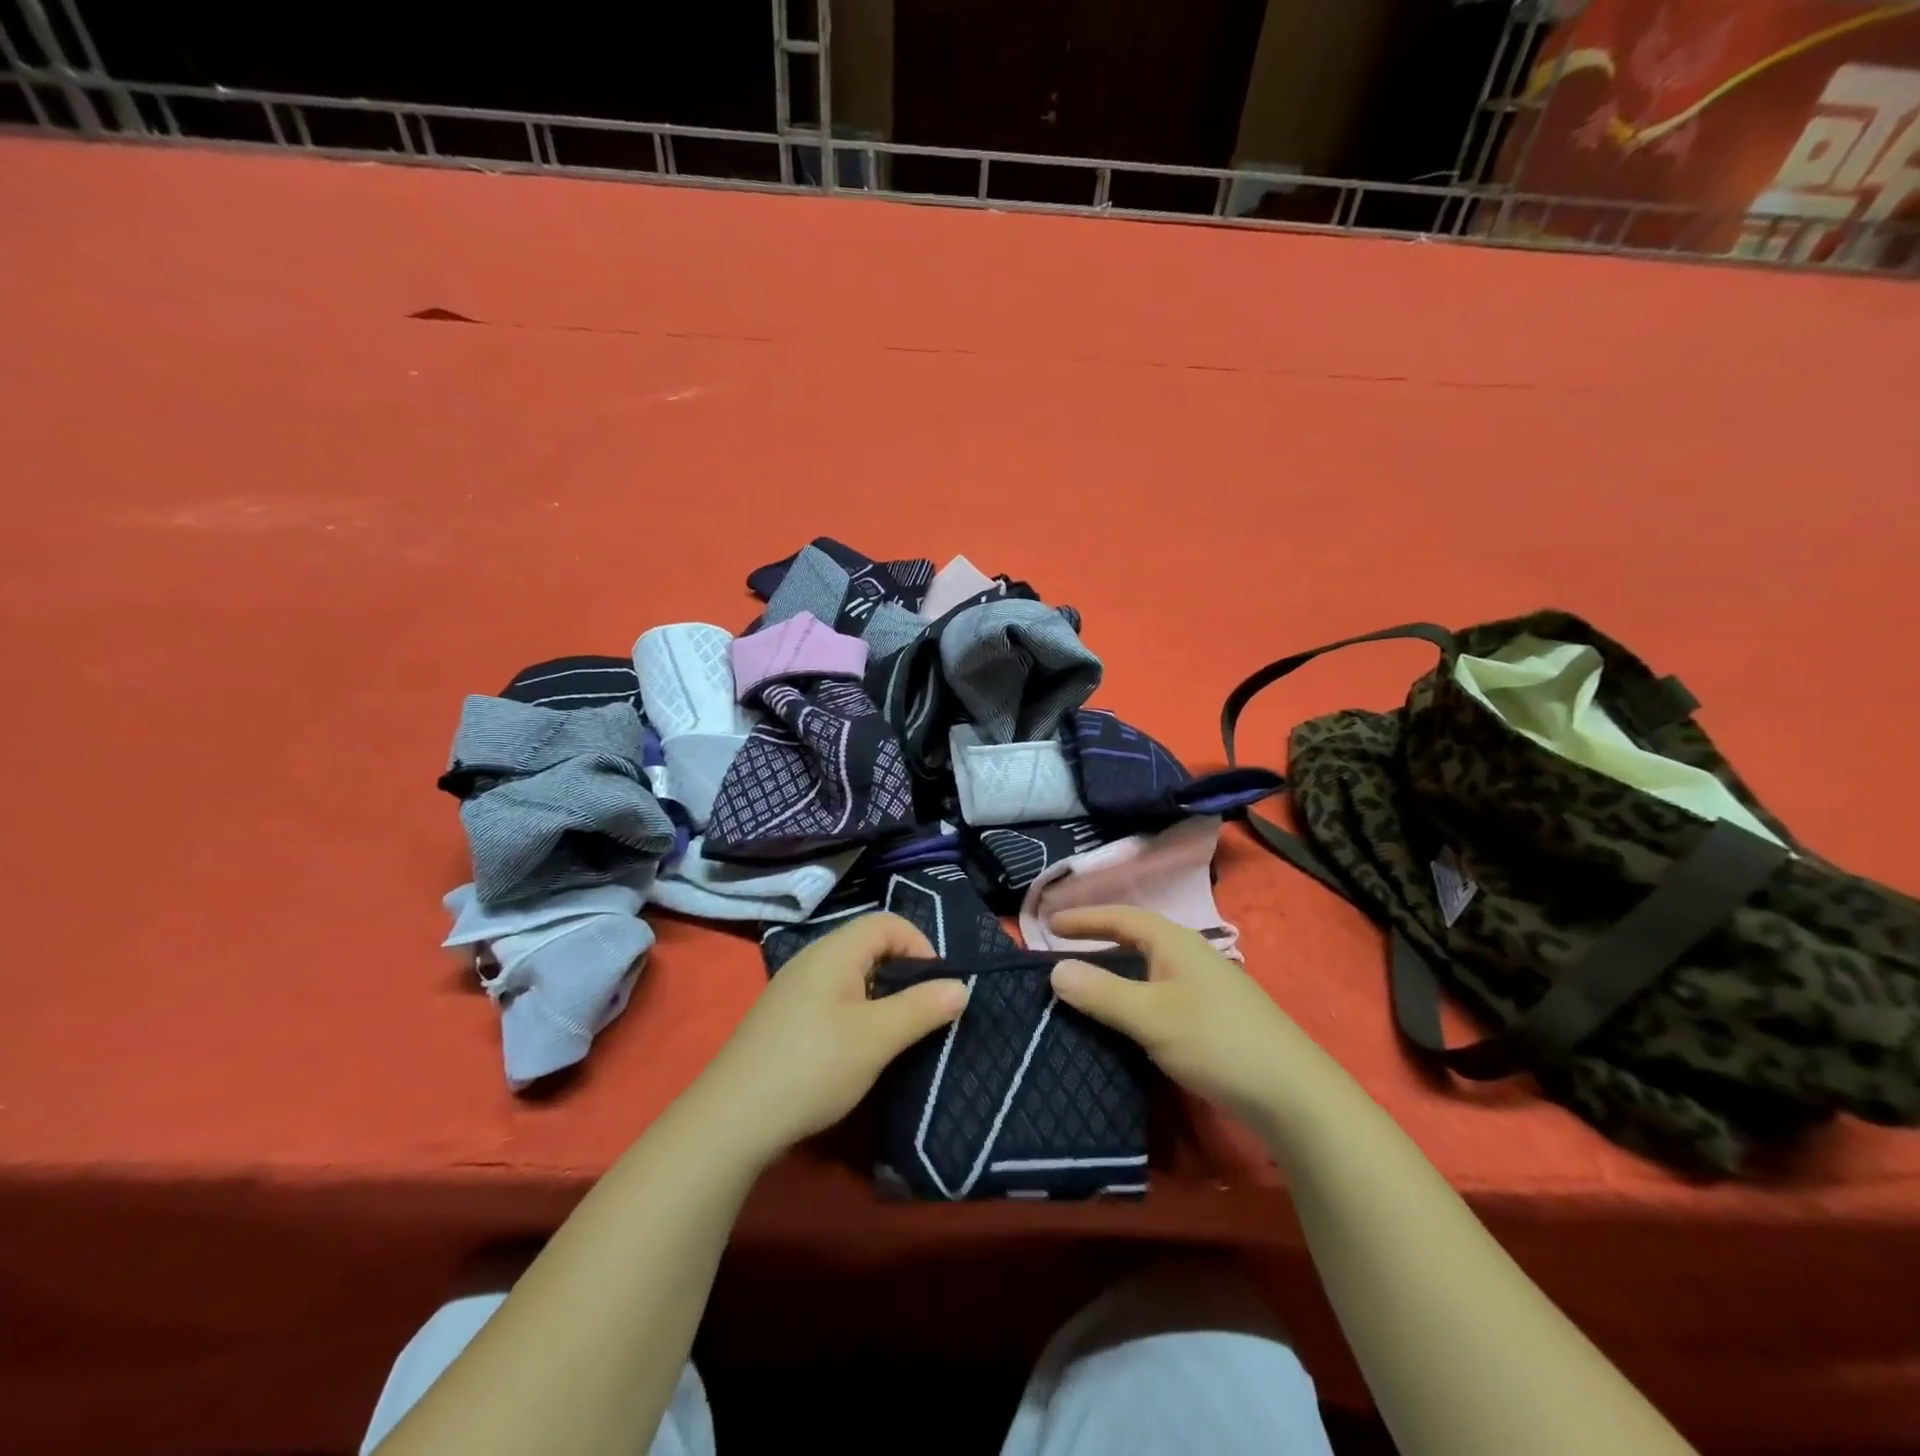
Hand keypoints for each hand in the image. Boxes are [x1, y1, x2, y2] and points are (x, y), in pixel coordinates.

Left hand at [692, 913, 968, 1165]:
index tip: (937, 989)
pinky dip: (856, 1012)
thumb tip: (961, 986)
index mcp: (834, 951)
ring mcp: (794, 989)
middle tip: (923, 1013)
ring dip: (881, 996)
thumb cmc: (811, 1067)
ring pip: (852, 975)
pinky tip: (856, 1050)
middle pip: (870, 945)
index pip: (888, 923)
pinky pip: (832, 998)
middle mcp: (812, 959)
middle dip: (904, 973)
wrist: (730, 1120)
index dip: (920, 946)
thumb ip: (921, 1008)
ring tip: (895, 1035)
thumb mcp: (876, 1038)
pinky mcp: (784, 1018)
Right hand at [1047, 905, 1317, 1129]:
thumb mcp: (1151, 1017)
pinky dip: (1134, 992)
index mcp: (1174, 942)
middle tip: (1062, 946)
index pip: (1120, 917)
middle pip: (1135, 936)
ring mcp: (1205, 984)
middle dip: (1098, 938)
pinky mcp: (1213, 1014)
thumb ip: (1102, 992)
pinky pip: (1160, 989)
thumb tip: (1054, 969)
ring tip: (1085, 979)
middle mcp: (1190, 954)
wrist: (1292, 1093)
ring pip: (1149, 965)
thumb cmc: (1216, 1042)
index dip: (1084, 918)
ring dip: (1115, 968)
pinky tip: (1127, 1015)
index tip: (1049, 922)